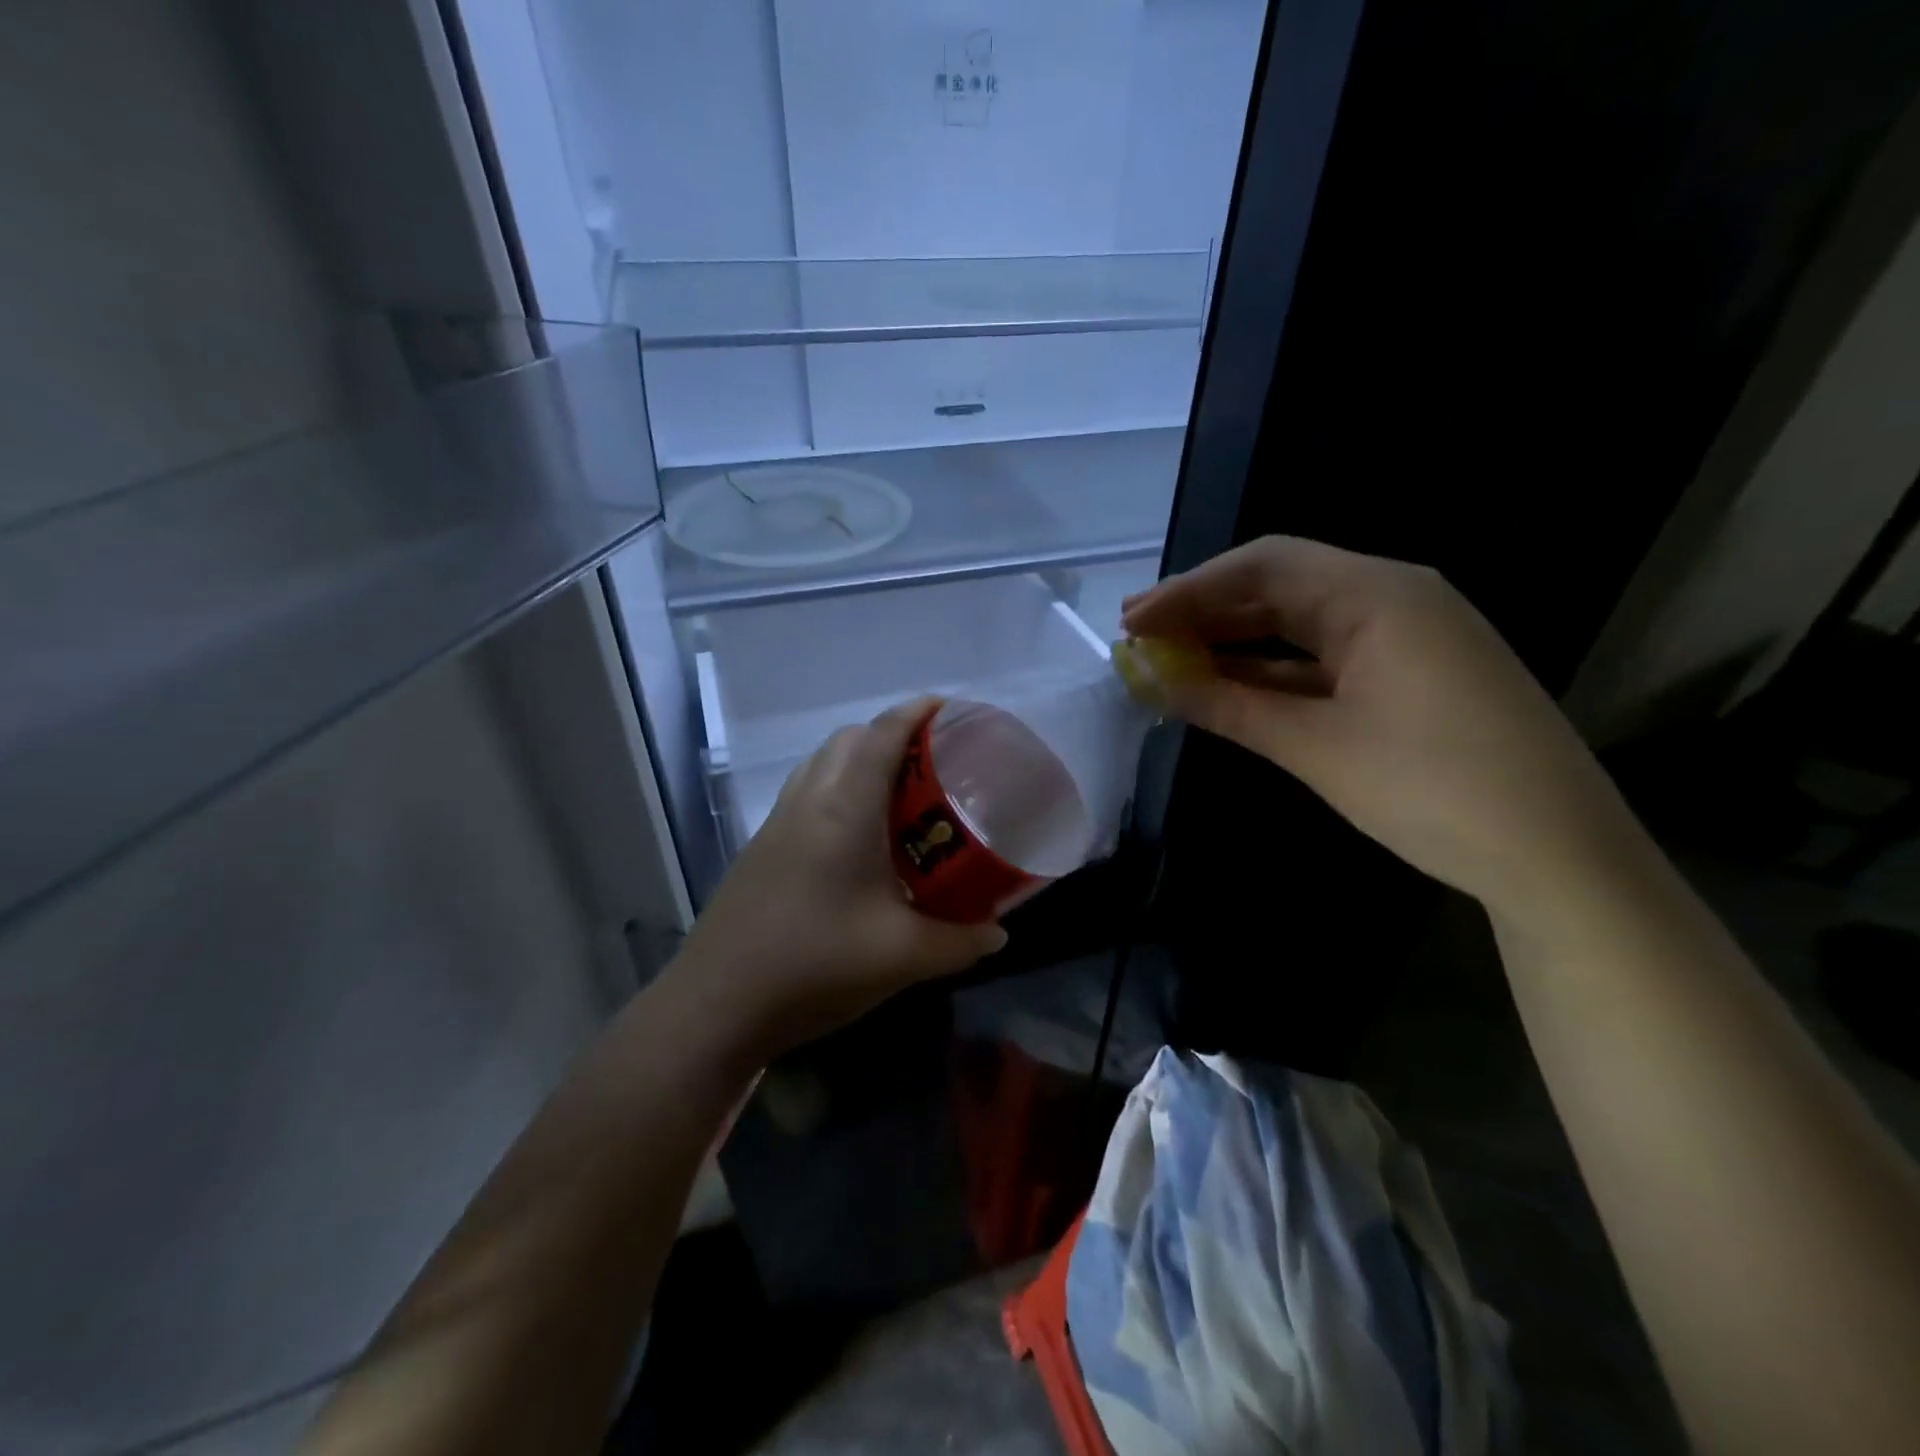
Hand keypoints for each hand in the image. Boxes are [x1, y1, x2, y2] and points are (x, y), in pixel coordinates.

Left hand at [672, 698, 1007, 1057]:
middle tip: (934, 763)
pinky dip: (838, 790)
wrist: (716, 1004)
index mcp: (844, 809)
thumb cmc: (814, 965)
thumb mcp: (903, 957)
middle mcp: (807, 801)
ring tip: (901, 796)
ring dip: (861, 761)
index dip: (918, 712)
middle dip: (892, 734)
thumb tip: (998, 931)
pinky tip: (860, 841)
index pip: (882, 734)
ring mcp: (777, 823)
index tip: (952, 709)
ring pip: (822, 764)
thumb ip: (961, 941)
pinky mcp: (761, 848)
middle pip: (849, 739)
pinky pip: (807, 793)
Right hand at [1122, 536, 1651, 921]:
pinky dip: (1275, 670)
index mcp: (1377, 594)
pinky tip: (1231, 687)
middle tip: (1141, 636)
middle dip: (1207, 610)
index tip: (1132, 621)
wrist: (1559, 857)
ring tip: (1173, 660)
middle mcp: (1396, 597)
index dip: (1189, 591)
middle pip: (1281, 586)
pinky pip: (1328, 657)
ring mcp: (1410, 637)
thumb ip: (1229, 706)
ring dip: (1237, 640)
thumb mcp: (1316, 746)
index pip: (1263, 567)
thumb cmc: (1432, 789)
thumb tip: (1154, 681)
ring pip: (1302, 623)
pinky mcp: (1414, 675)